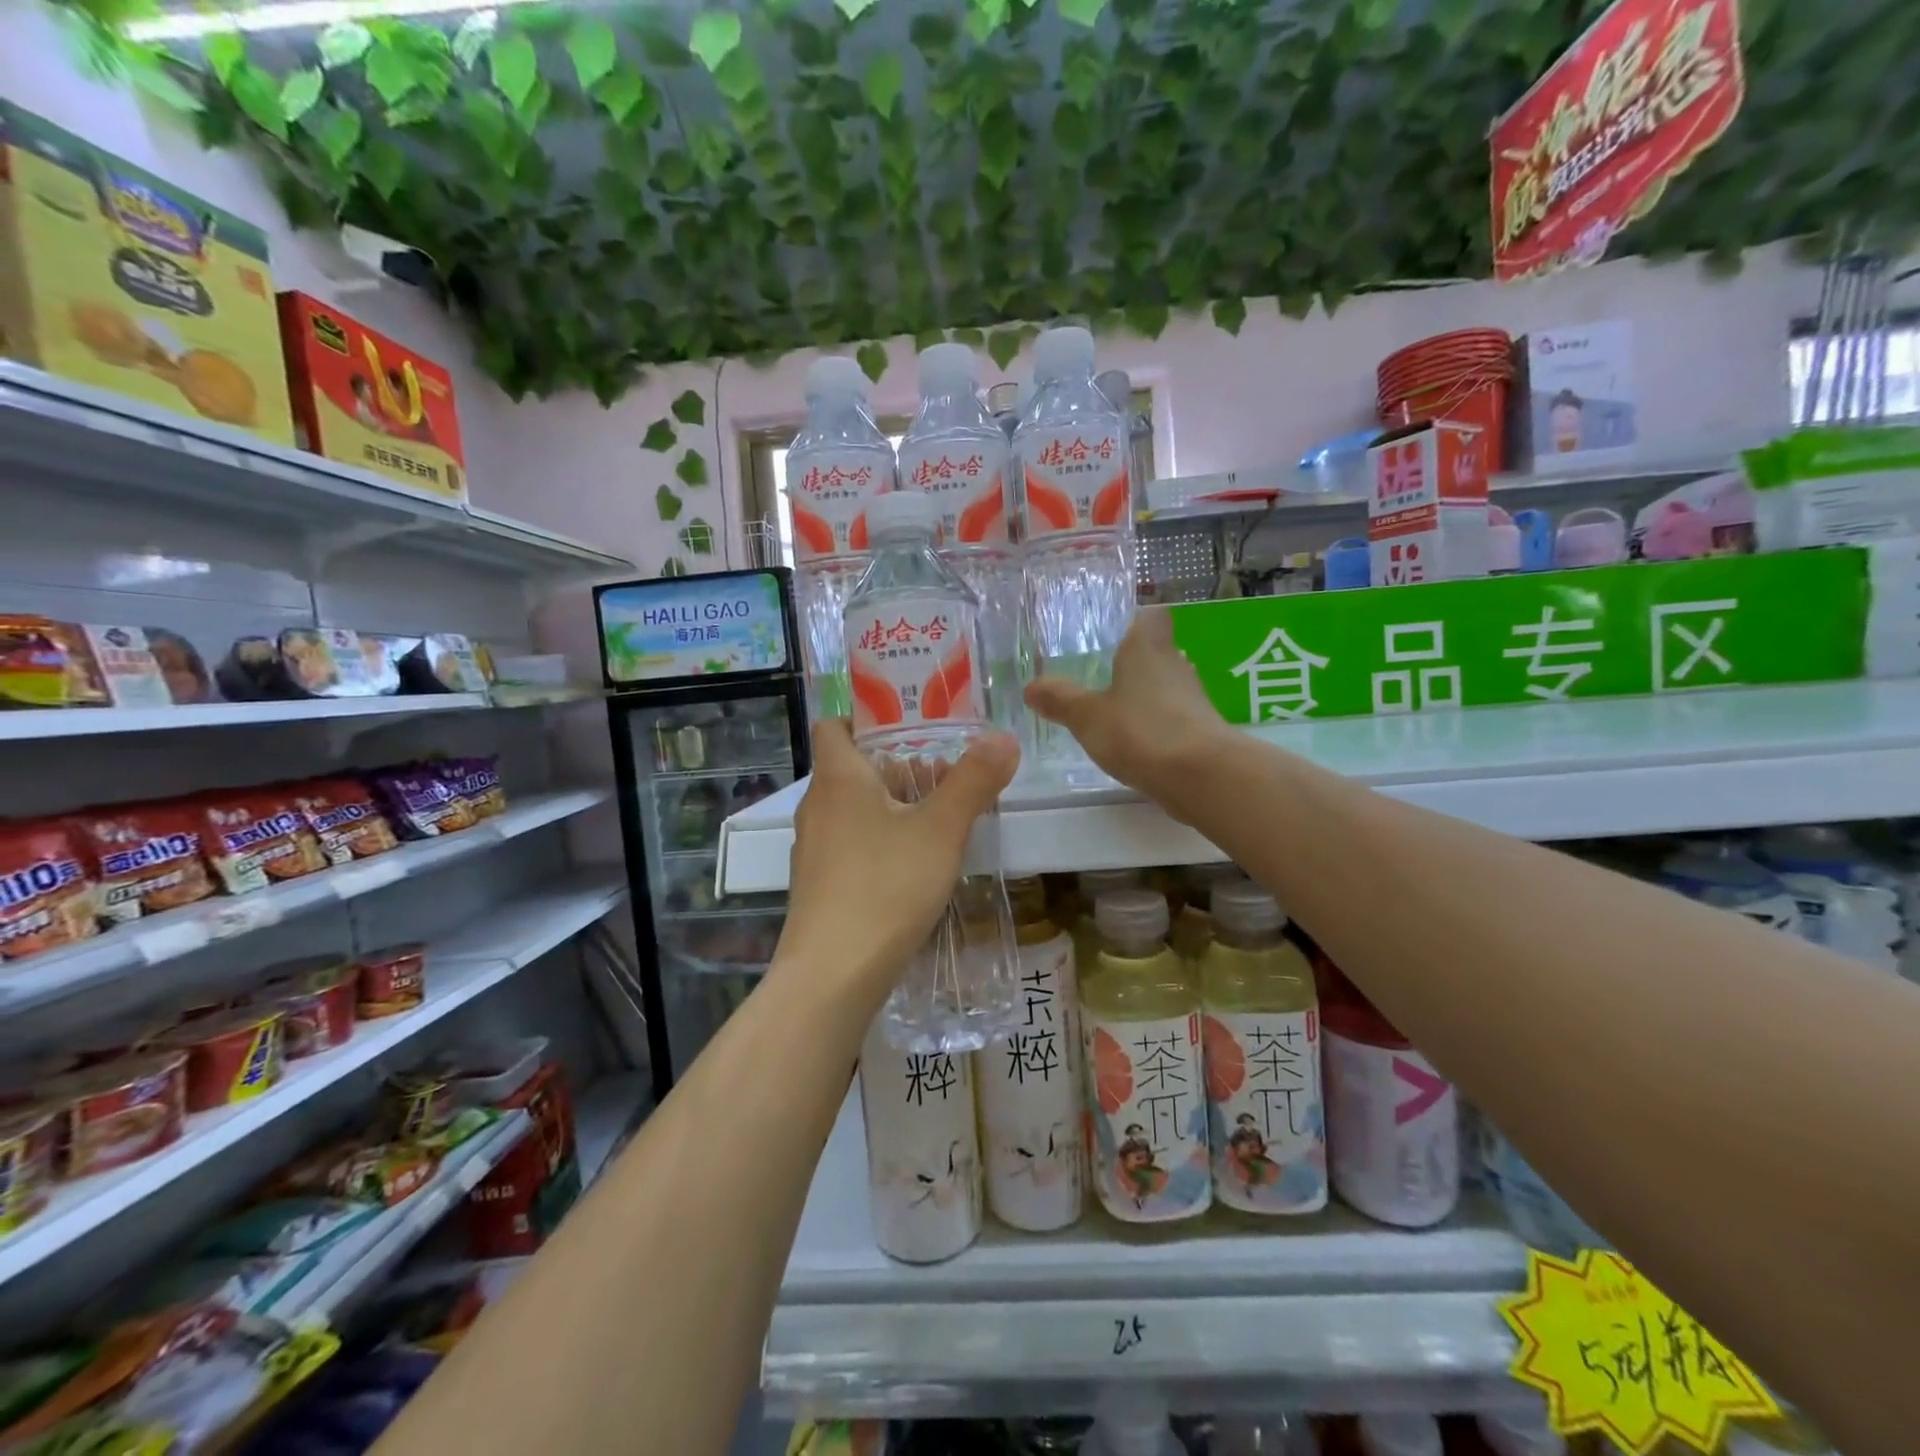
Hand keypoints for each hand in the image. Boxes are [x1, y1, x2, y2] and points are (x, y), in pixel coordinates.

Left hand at [779, 719, 1018, 997]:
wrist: (833, 975)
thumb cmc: (886, 887)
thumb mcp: (941, 830)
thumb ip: (973, 781)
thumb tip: (1003, 738)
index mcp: (838, 778)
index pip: (835, 726)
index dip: (867, 719)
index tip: (911, 729)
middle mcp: (817, 806)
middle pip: (853, 768)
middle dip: (900, 768)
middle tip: (946, 776)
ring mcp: (813, 848)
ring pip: (855, 809)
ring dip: (894, 806)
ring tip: (941, 821)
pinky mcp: (820, 884)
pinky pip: (851, 844)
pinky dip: (881, 840)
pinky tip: (915, 866)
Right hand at [1024, 608, 1228, 803]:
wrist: (1203, 777)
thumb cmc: (1141, 731)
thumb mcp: (1087, 716)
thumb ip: (1060, 700)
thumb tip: (1031, 686)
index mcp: (1147, 647)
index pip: (1151, 616)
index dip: (1134, 621)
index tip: (1112, 634)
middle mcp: (1175, 664)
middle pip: (1156, 652)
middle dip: (1132, 663)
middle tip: (1099, 676)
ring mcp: (1192, 699)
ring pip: (1164, 687)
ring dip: (1143, 697)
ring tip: (1111, 713)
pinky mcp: (1201, 731)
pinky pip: (1172, 718)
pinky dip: (1155, 726)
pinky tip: (1134, 744)